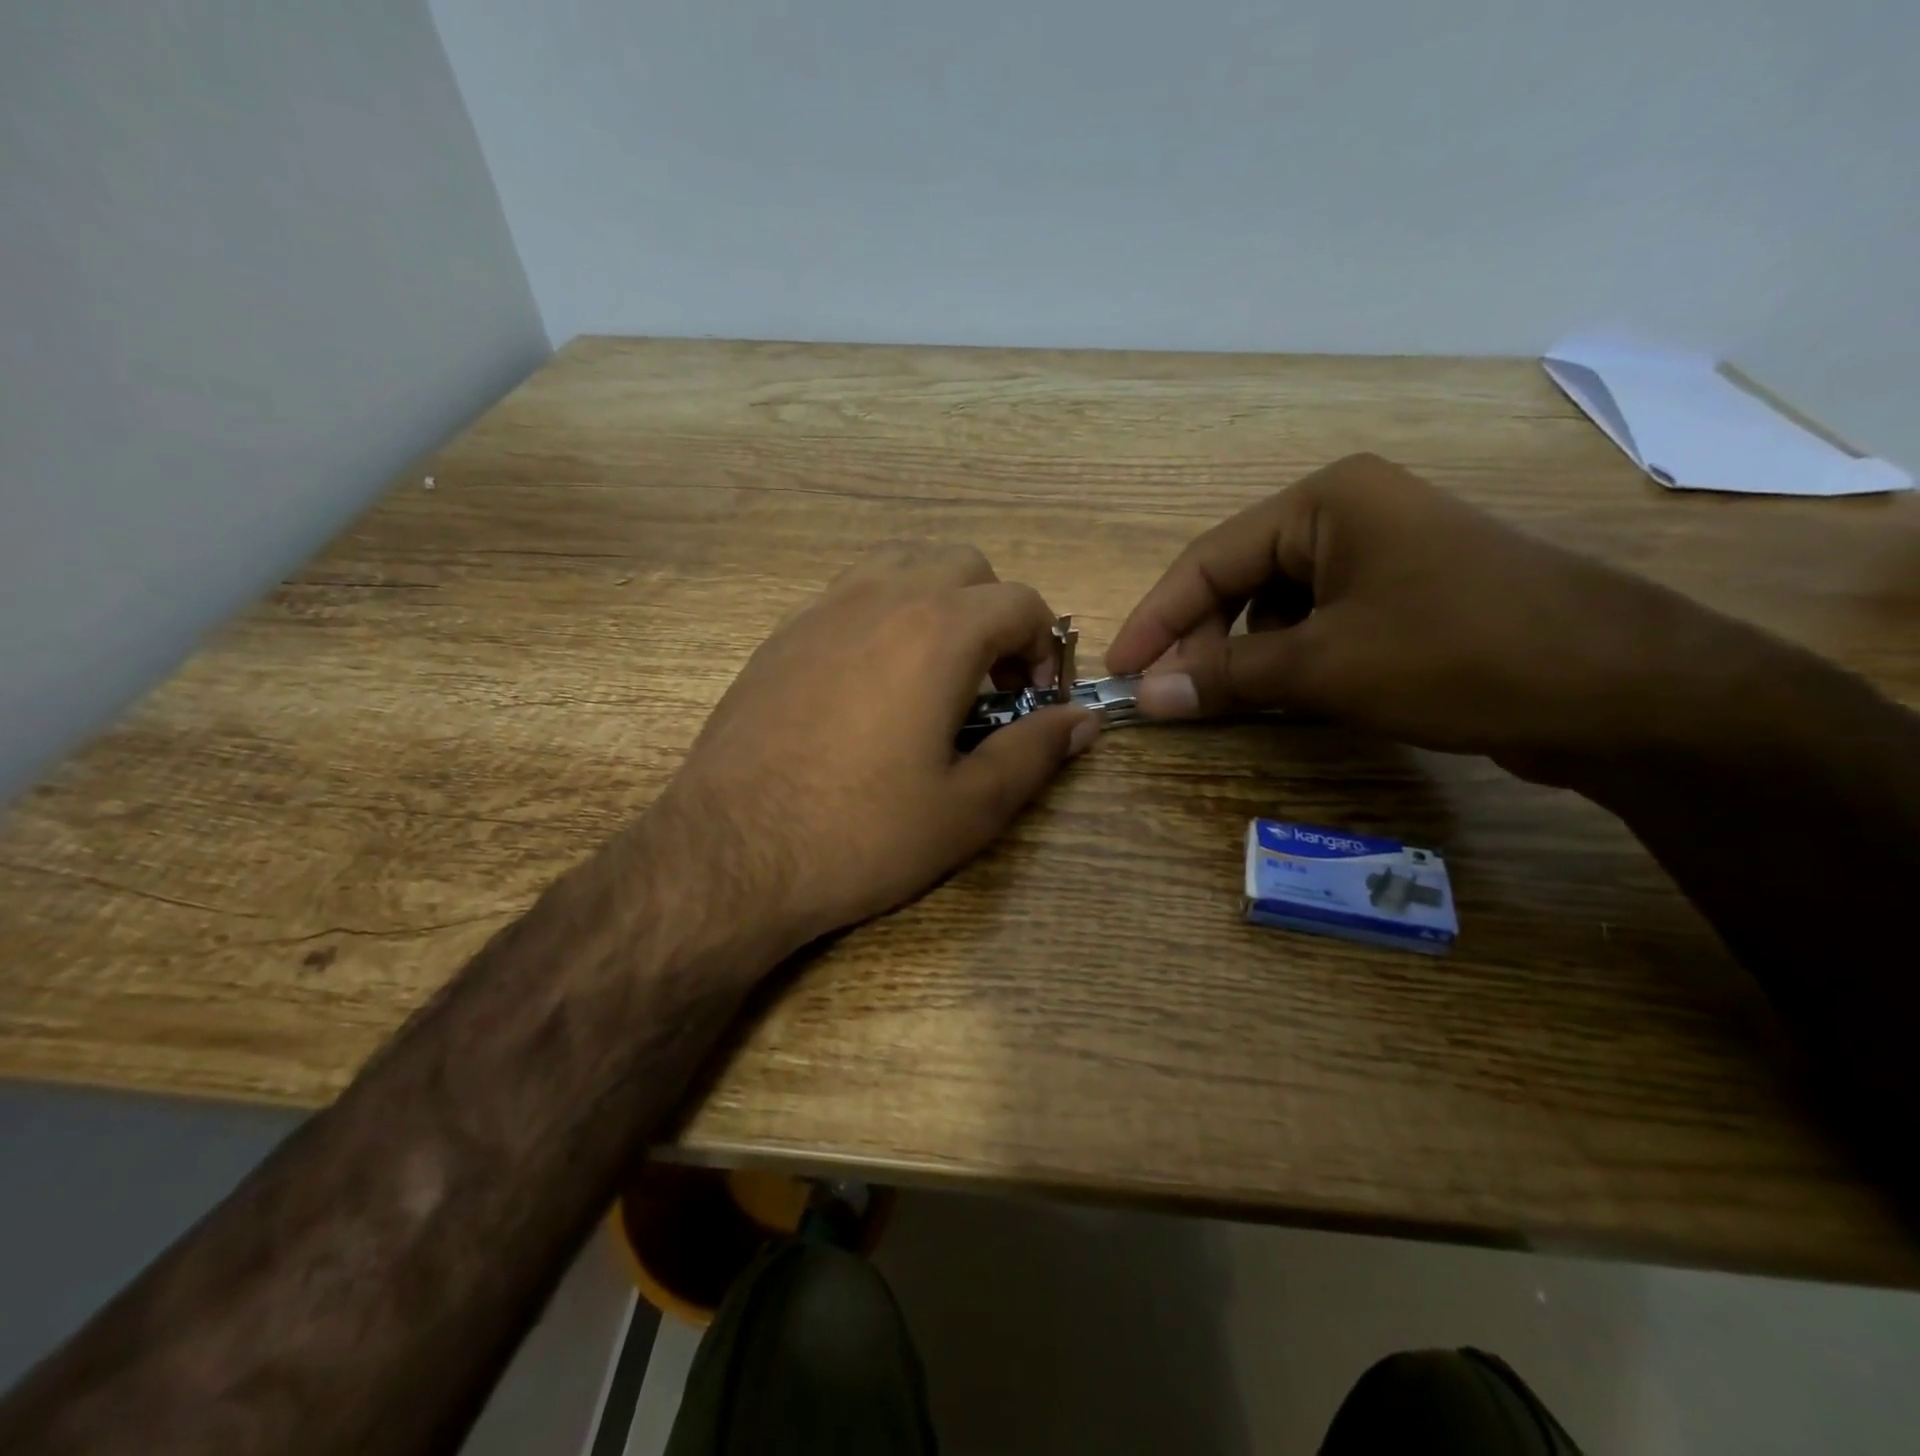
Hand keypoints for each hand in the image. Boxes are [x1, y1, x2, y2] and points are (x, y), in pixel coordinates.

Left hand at [654, 543, 1098, 954]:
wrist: (730, 854)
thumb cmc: (860, 834)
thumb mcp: (968, 808)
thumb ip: (1034, 752)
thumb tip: (1082, 719)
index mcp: (938, 631)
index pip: (1022, 601)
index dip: (1046, 646)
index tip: (1036, 698)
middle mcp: (881, 597)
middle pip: (964, 566)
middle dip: (995, 614)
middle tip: (990, 683)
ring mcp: (822, 609)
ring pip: (901, 568)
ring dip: (937, 605)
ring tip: (933, 675)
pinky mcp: (781, 634)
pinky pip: (850, 596)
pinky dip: (883, 617)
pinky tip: (870, 686)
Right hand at [1106, 454, 1737, 775]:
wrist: (1624, 691)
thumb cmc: (1460, 655)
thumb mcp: (1327, 666)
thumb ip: (1226, 677)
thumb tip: (1146, 696)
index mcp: (1327, 501)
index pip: (1209, 559)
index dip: (1156, 619)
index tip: (1120, 671)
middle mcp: (1351, 512)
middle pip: (1240, 578)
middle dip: (1200, 639)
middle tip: (1170, 697)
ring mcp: (1383, 553)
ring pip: (1277, 603)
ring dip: (1241, 651)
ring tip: (1223, 698)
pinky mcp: (1407, 594)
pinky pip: (1318, 620)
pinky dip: (1287, 657)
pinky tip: (1283, 691)